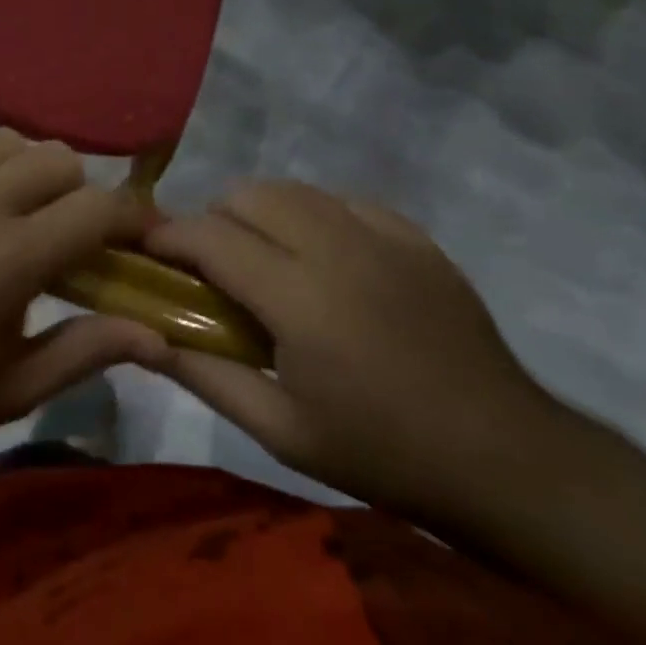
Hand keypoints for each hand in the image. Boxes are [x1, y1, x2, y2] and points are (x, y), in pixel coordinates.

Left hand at [0, 120, 171, 461]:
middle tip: (59, 230)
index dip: (131, 215)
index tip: (138, 231)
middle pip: (56, 158)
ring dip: (18, 170)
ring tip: (5, 206)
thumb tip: (157, 335)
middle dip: (74, 192)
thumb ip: (87, 351)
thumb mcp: (14, 388)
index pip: (98, 208)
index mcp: (10, 259)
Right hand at [145, 181, 564, 527]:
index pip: (211, 236)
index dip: (168, 236)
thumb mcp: (280, 431)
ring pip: (295, 189)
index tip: (149, 253)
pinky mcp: (415, 237)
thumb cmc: (379, 451)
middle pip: (250, 194)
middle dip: (214, 218)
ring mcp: (383, 234)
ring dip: (260, 212)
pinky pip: (343, 201)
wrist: (501, 456)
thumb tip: (144, 341)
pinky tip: (321, 259)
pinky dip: (313, 216)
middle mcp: (337, 247)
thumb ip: (205, 376)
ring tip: (262, 259)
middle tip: (211, 267)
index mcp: (299, 297)